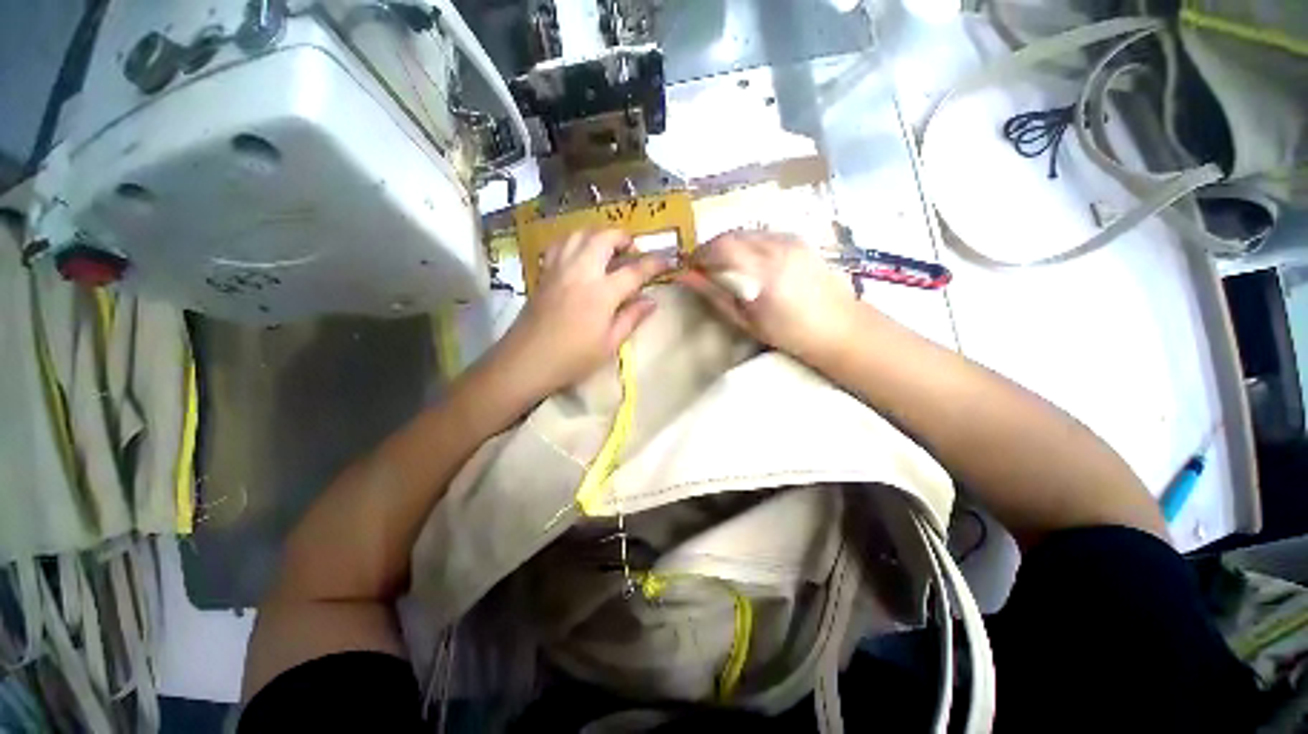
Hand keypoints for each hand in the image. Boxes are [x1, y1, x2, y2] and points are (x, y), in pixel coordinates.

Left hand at [491, 229, 670, 398]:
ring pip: (579, 234)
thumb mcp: (610, 343)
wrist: (527, 361)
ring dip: (599, 235)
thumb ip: (632, 318)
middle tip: (634, 250)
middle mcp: (581, 272)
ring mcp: (559, 269)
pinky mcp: (545, 273)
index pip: (634, 270)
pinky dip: (576, 241)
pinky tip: (581, 254)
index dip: (654, 263)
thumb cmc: (573, 358)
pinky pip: (561, 244)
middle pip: (604, 238)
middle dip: (623, 237)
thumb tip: (652, 301)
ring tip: (608, 248)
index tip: (668, 260)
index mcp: (602, 293)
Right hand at [677, 231, 861, 362]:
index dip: (699, 254)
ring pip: (748, 231)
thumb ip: (714, 295)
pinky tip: (749, 261)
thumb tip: (686, 277)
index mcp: (764, 270)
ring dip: (730, 244)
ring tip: (724, 264)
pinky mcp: (800, 239)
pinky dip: (748, 243)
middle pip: (733, 234)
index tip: (689, 267)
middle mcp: (778, 246)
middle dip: (712, 247)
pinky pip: (764, 234)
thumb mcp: (746, 319)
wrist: (839, 327)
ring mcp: (792, 239)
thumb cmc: (789, 333)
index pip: (721, 246)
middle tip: (703, 266)